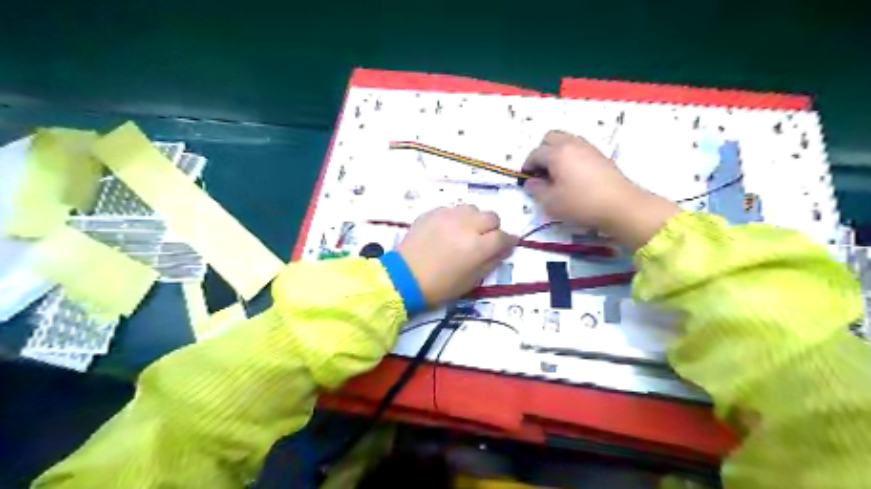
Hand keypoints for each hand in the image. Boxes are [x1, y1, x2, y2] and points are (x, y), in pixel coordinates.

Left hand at [399, 205, 514, 304]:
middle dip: (492, 228)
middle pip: (491, 217)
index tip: (507, 245)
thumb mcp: (471, 281)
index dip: (508, 241)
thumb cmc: (440, 286)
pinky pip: (452, 209)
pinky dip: (456, 218)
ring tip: (465, 232)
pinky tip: (448, 230)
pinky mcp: (432, 212)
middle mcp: (466, 225)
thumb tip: (504, 250)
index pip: (503, 237)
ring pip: (472, 209)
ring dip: (474, 219)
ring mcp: (448, 216)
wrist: (404, 277)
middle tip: (485, 239)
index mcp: (477, 246)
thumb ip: (491, 262)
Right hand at [520, 130, 683, 247]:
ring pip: (566, 140)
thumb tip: (530, 183)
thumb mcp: (551, 202)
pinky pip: (579, 149)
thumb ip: (536, 190)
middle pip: (550, 138)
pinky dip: (571, 157)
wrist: (620, 205)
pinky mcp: (600, 156)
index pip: (535, 154)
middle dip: (542, 152)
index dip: (527, 166)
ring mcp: (588, 148)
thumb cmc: (581, 203)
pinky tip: (573, 176)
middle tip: (541, 172)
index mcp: (557, 153)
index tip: (527, 180)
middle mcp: (572, 144)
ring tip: (557, 174)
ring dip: (557, 153)